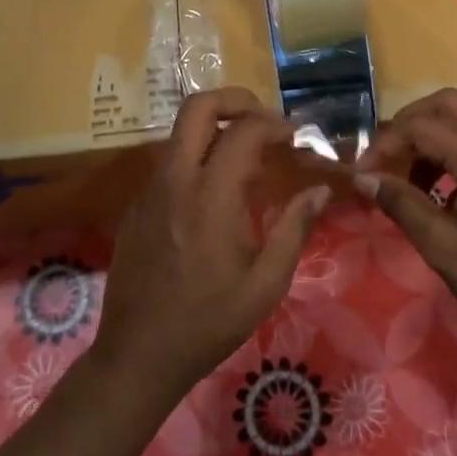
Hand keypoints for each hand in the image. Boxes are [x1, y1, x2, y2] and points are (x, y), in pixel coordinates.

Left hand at [93, 88, 329, 404]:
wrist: (136, 356)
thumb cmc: (208, 323)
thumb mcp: (265, 284)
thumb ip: (294, 229)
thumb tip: (320, 191)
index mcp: (210, 197)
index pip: (243, 131)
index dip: (274, 123)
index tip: (295, 134)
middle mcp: (175, 181)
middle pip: (197, 107)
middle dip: (234, 99)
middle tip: (264, 119)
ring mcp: (149, 190)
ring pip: (181, 134)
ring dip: (216, 129)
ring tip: (248, 160)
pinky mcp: (137, 206)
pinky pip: (170, 164)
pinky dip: (198, 159)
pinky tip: (217, 197)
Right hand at [355, 89, 456, 391]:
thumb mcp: (443, 246)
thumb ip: (402, 204)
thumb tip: (363, 177)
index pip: (421, 126)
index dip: (386, 143)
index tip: (363, 173)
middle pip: (446, 104)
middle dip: (409, 123)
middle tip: (386, 157)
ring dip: (430, 137)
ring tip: (407, 180)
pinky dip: (450, 151)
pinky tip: (437, 190)